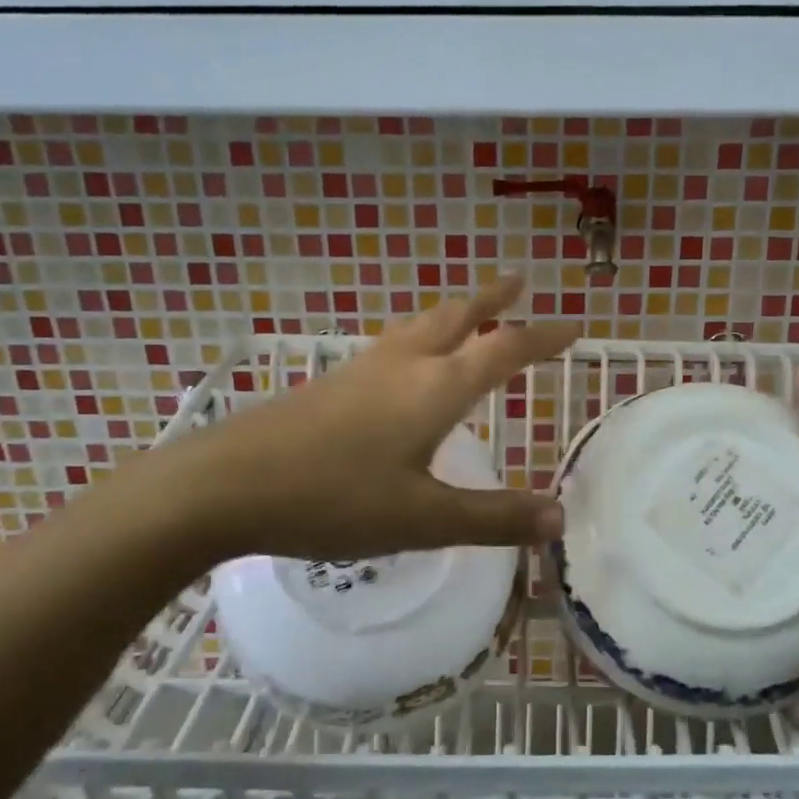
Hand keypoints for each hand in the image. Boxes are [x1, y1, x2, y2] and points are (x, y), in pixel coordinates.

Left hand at [175, 277, 578, 561]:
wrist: (224, 486)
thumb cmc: (333, 499)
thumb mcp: (423, 519)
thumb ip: (493, 517)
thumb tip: (559, 517)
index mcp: (435, 388)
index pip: (503, 349)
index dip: (542, 336)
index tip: (574, 325)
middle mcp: (401, 366)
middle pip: (455, 316)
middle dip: (491, 298)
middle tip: (518, 280)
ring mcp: (359, 371)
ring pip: (416, 326)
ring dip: (451, 313)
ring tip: (466, 312)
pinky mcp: (327, 387)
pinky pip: (388, 348)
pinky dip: (415, 338)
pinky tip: (400, 365)